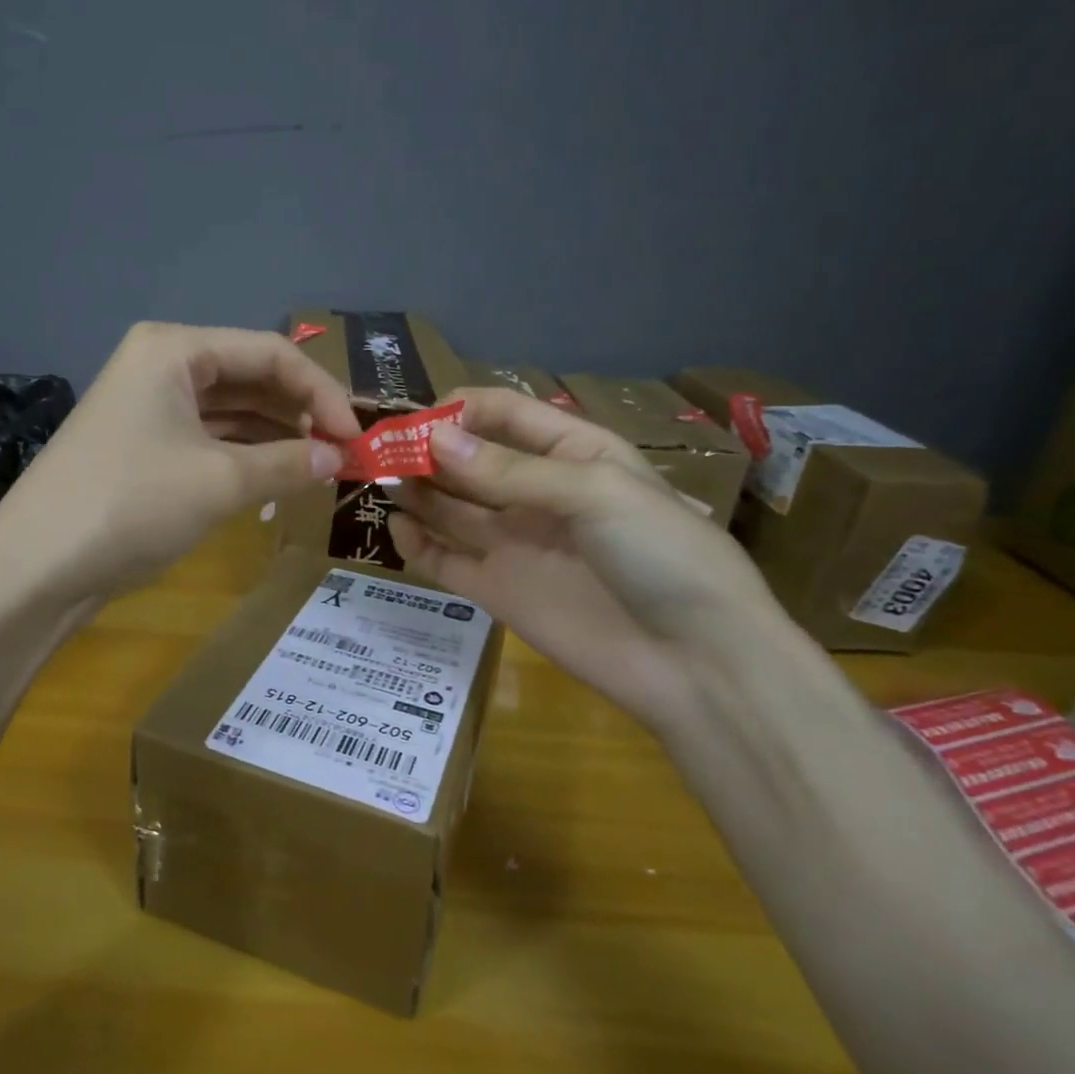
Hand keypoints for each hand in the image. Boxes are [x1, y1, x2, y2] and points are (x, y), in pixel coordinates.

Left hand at [0, 323, 354, 604]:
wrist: (34, 569)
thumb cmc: (131, 505)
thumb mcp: (220, 482)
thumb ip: (289, 463)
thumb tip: (340, 459)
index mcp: (175, 348)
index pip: (270, 354)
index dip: (320, 393)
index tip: (357, 438)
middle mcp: (160, 365)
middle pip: (249, 377)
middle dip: (298, 413)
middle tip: (341, 456)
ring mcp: (147, 407)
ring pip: (229, 411)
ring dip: (274, 437)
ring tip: (317, 470)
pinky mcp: (141, 446)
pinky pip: (207, 439)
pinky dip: (243, 456)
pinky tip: (274, 479)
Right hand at [387, 389, 789, 732]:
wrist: (696, 662)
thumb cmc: (661, 555)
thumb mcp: (595, 493)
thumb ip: (511, 471)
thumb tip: (434, 441)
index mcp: (572, 453)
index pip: (503, 414)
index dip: (458, 411)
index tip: (414, 419)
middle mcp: (535, 493)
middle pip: (468, 460)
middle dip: (426, 450)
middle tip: (378, 450)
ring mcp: (514, 543)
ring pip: (450, 507)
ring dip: (416, 491)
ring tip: (379, 480)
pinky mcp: (496, 590)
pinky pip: (445, 560)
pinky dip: (418, 544)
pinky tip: (399, 529)